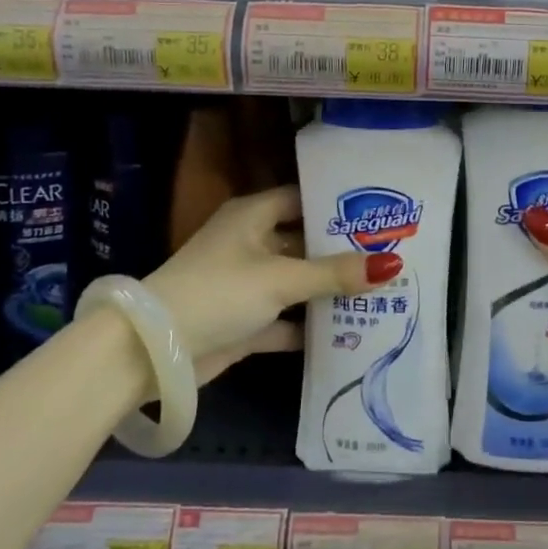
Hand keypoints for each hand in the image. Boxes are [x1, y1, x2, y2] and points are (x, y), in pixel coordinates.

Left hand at [143, 185, 398, 383]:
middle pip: (303, 241)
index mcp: (252, 216)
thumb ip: (335, 273)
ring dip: (328, 290)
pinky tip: (349, 331)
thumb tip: (392, 264)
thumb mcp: (281, 278)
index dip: (336, 204)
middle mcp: (249, 244)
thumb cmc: (219, 292)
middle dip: (341, 251)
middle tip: (391, 252)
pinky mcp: (243, 321)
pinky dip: (310, 326)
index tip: (378, 211)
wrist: (155, 350)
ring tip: (381, 291)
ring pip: (296, 281)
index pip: (301, 198)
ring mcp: (245, 284)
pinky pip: (285, 318)